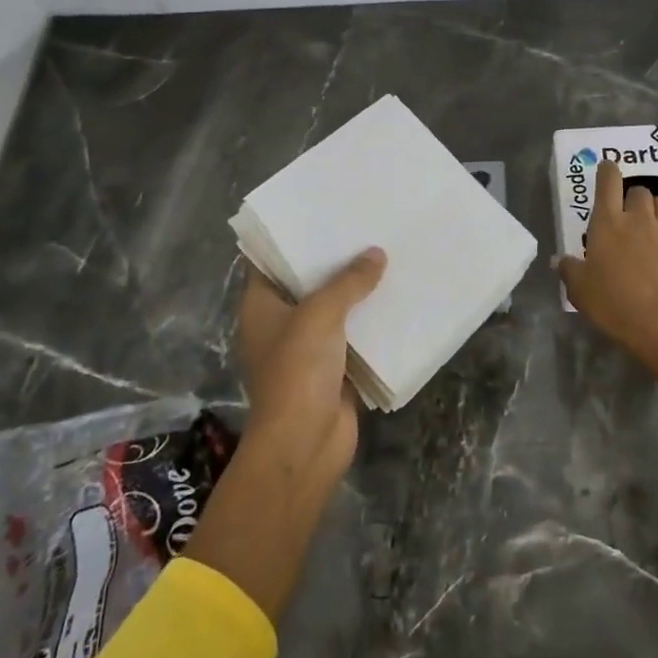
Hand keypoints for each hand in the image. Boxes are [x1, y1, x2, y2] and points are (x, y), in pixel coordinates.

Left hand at [235, 247, 385, 483]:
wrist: (305, 442)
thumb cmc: (298, 370)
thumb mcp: (320, 314)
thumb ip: (348, 281)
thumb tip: (376, 254)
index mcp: (261, 306)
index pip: (270, 261)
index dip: (292, 238)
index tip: (321, 214)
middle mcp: (281, 323)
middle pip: (307, 283)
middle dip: (334, 260)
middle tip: (364, 228)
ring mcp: (307, 347)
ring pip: (334, 309)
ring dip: (356, 290)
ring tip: (387, 255)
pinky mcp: (333, 368)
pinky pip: (353, 335)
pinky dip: (370, 320)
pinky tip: (396, 298)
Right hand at [556, 158, 657, 359]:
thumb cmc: (612, 302)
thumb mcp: (579, 289)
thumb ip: (569, 270)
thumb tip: (559, 260)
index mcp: (608, 223)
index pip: (608, 183)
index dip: (607, 171)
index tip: (607, 167)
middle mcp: (638, 220)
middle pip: (639, 191)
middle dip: (633, 195)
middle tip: (627, 209)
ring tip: (653, 214)